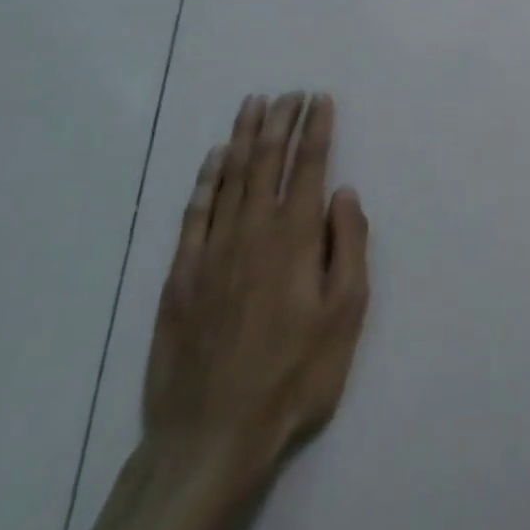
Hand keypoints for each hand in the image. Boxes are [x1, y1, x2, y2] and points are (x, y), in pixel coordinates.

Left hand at [142, 93, 369, 498]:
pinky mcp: (181, 275)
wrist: (211, 437)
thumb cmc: (293, 375)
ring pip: (229, 177)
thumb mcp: (344, 315)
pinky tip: (213, 159)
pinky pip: (195, 212)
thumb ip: (348, 247)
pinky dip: (205, 179)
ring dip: (243, 136)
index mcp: (295, 238)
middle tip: (289, 92)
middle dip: (281, 121)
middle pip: (268, 161)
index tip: (321, 99)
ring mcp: (212, 250)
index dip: (317, 129)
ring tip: (253, 105)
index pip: (309, 167)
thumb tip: (345, 193)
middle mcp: (253, 231)